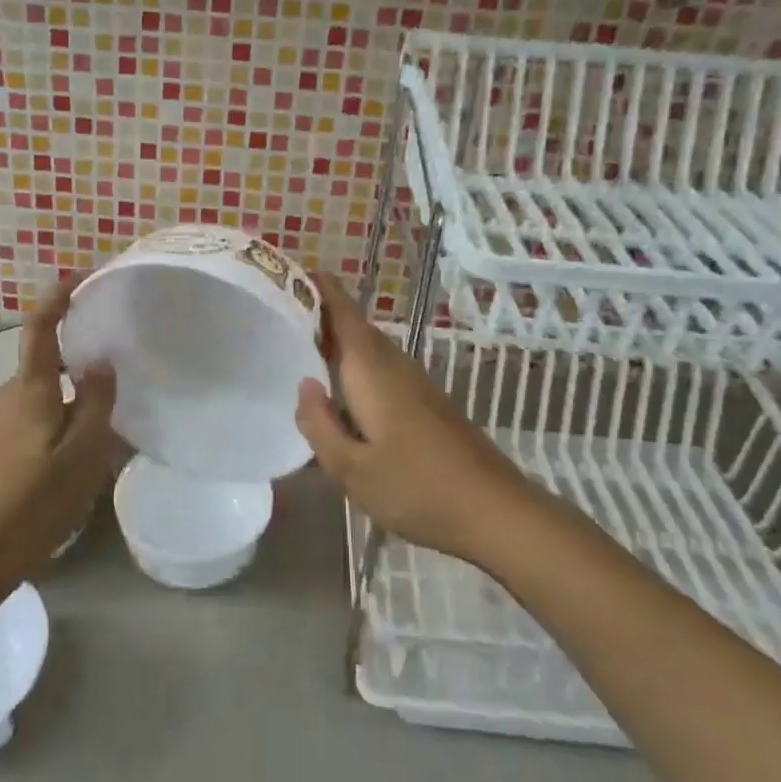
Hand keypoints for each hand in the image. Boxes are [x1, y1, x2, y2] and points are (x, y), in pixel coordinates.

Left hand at [0, 278, 122, 583]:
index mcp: (29, 390)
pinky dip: (52, 418)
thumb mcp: (83, 454)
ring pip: (39, 392)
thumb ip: (96, 401)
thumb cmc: (37, 503)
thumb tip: (100, 361)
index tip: (80, 276)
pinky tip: (67, 454)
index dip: (58, 296)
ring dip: (66, 400)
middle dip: (76, 365)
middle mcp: (5, 393)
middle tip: (113, 385)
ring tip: (97, 432)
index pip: (40, 326)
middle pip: (45, 362)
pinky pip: (29, 413)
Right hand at [295, 272, 531, 565]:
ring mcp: (416, 383)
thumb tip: (305, 385)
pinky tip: (346, 393)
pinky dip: (358, 366)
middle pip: (357, 327)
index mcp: (371, 371)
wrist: (494, 510)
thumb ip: (320, 426)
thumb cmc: (416, 488)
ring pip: (371, 349)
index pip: (343, 314)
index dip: (321, 289)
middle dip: (325, 315)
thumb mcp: (351, 469)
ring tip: (308, 348)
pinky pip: (383, 369)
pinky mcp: (428, 403)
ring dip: (342, 341)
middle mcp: (395, 366)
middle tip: (286, 315)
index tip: (296, 271)